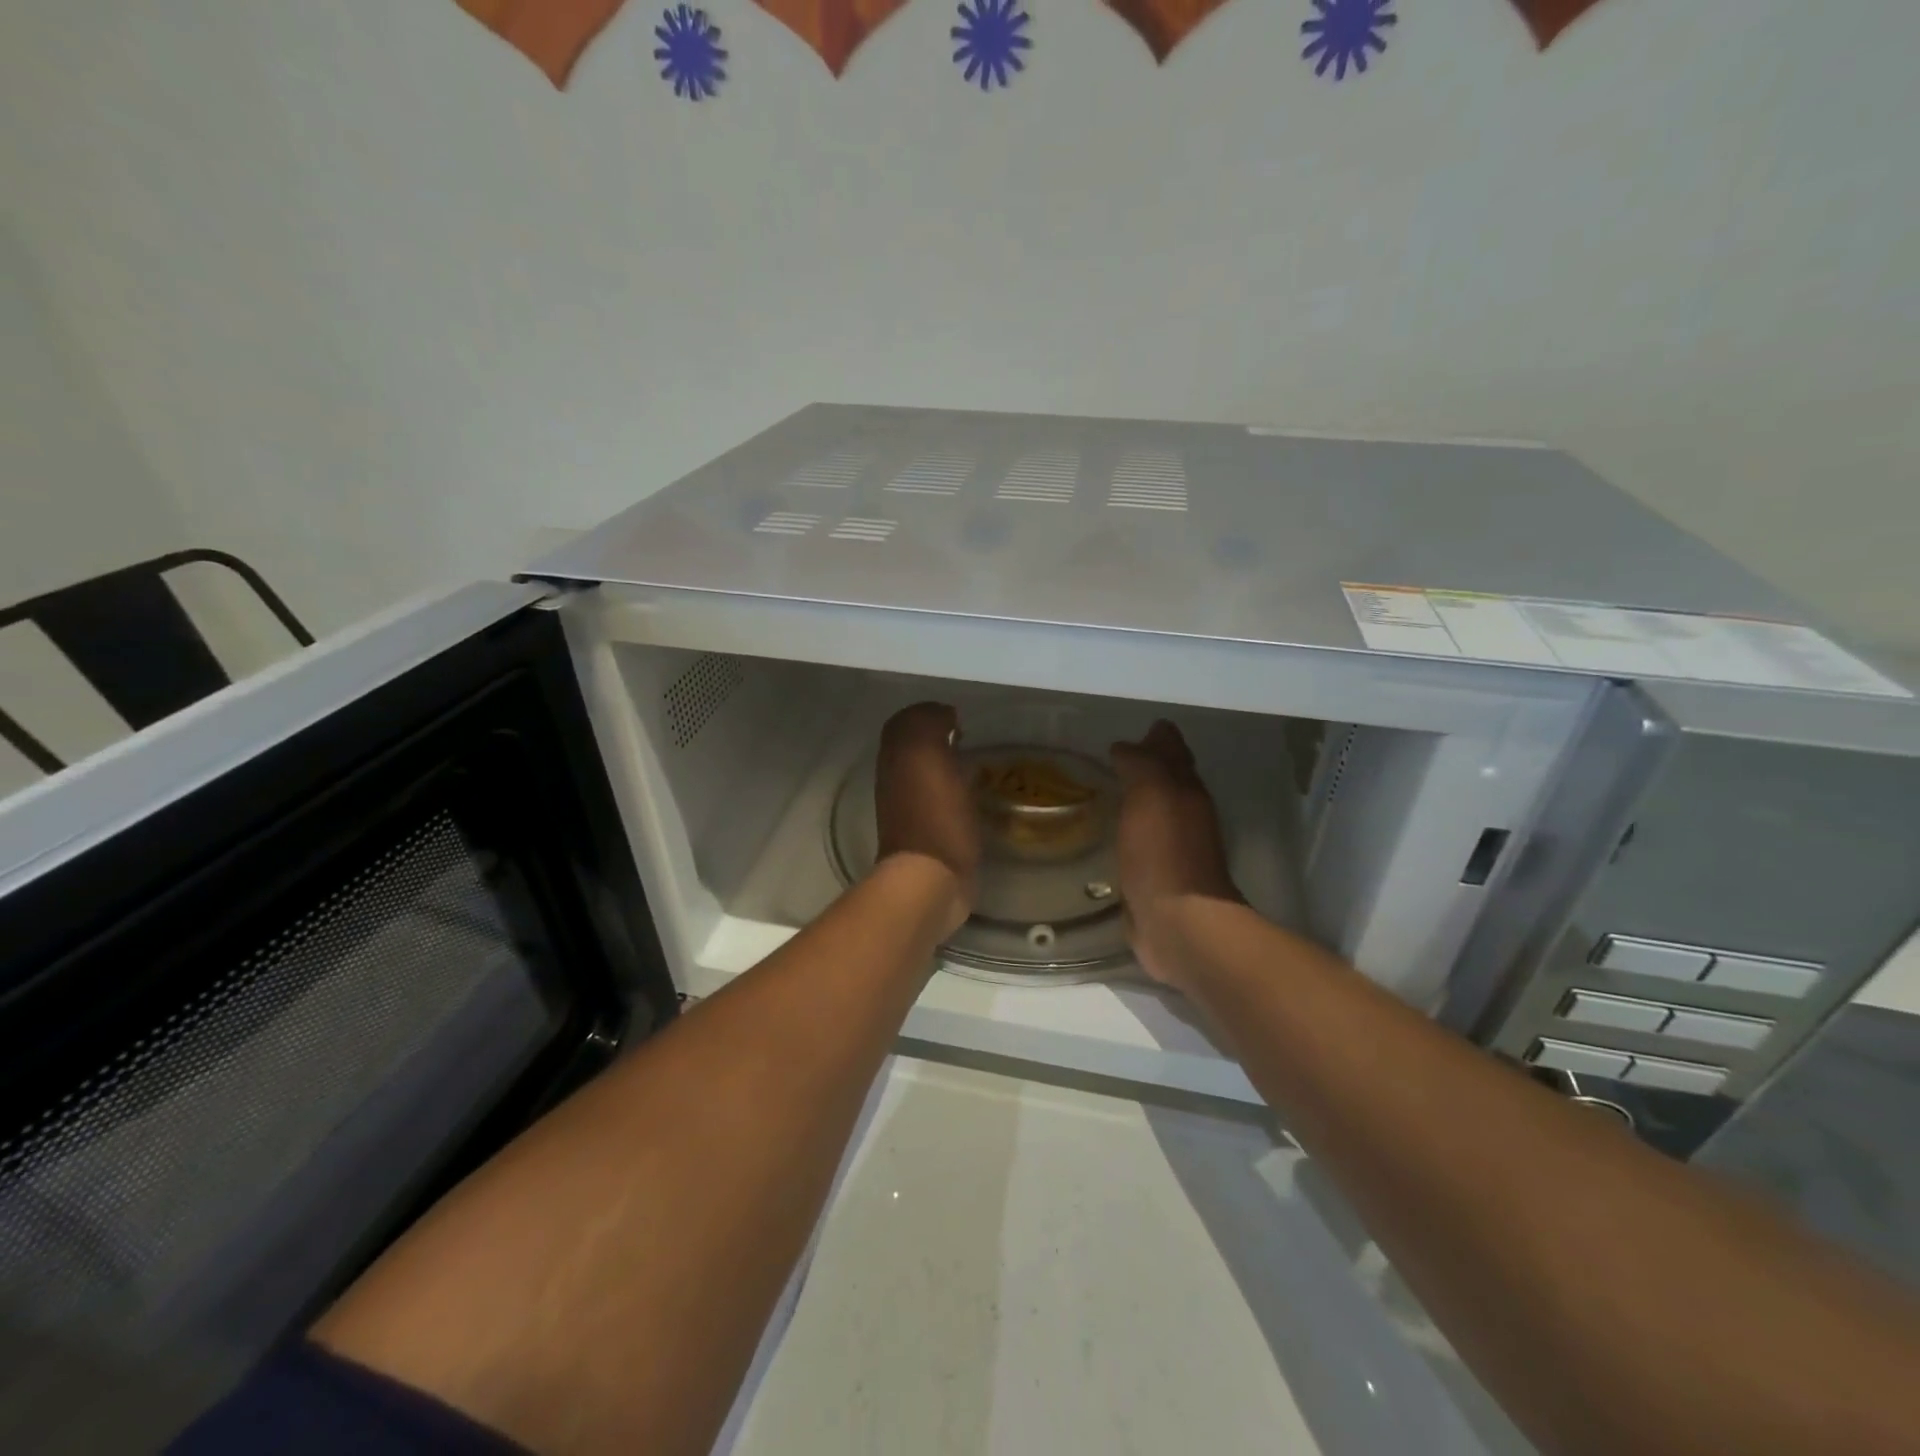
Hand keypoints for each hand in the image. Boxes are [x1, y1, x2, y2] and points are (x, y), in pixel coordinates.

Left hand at [875, 703, 979, 934]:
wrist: (929, 880)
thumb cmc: (934, 816)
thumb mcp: (927, 755)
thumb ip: (927, 725)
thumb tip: (942, 715)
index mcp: (895, 758)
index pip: (906, 722)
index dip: (930, 714)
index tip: (959, 718)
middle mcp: (896, 780)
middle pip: (914, 747)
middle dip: (938, 738)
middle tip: (968, 739)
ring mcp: (910, 809)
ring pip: (926, 773)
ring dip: (947, 765)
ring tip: (975, 764)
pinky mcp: (929, 833)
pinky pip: (940, 800)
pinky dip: (955, 791)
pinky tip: (974, 795)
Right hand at [1110, 721, 1239, 988]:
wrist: (1178, 924)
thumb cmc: (1164, 853)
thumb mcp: (1151, 795)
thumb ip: (1141, 765)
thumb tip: (1126, 745)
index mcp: (1186, 791)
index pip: (1173, 751)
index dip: (1157, 738)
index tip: (1135, 729)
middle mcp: (1184, 815)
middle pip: (1168, 780)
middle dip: (1150, 765)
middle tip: (1118, 755)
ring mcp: (1172, 849)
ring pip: (1156, 811)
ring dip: (1140, 799)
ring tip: (1111, 789)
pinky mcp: (1156, 878)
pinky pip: (1141, 843)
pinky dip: (1131, 832)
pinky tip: (1112, 833)